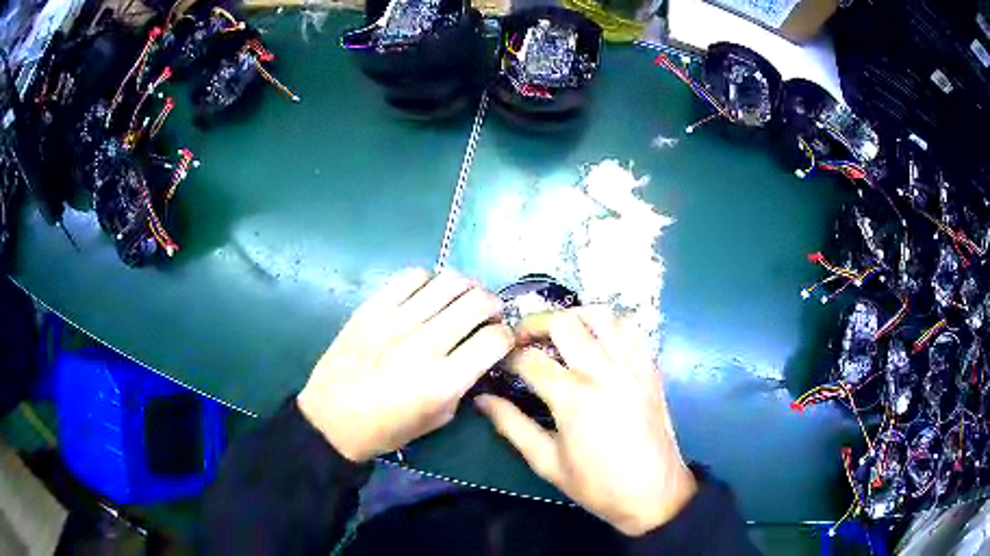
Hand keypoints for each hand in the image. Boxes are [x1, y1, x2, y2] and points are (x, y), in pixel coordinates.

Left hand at [298, 269, 513, 462]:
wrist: (331, 418)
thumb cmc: (386, 429)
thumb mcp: (437, 419)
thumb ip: (463, 384)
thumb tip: (479, 354)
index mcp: (443, 381)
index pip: (494, 340)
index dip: (507, 337)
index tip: (501, 340)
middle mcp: (424, 345)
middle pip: (477, 302)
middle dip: (494, 305)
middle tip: (489, 314)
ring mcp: (396, 321)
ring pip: (449, 282)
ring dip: (467, 287)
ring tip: (462, 298)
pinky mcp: (373, 307)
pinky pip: (412, 276)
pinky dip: (430, 280)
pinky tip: (427, 295)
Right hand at [475, 306, 696, 535]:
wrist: (653, 492)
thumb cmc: (597, 484)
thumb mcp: (547, 463)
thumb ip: (512, 426)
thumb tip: (482, 400)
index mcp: (574, 399)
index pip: (531, 360)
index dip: (507, 355)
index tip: (498, 360)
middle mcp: (604, 373)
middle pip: (565, 323)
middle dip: (535, 322)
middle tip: (522, 337)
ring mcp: (632, 366)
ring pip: (602, 316)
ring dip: (574, 315)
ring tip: (560, 331)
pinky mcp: (650, 368)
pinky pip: (630, 330)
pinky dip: (608, 325)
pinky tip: (597, 339)